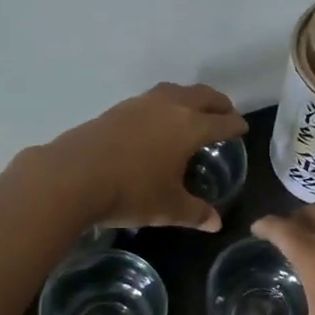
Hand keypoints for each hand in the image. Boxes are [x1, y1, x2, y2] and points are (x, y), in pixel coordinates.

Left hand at [45, 83, 247, 231]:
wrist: (73, 176)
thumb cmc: (130, 192)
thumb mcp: (168, 208)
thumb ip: (195, 212)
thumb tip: (216, 223)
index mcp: (190, 127)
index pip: (222, 122)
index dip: (235, 125)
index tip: (242, 129)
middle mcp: (169, 107)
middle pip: (202, 96)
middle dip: (217, 103)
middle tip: (225, 112)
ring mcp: (140, 104)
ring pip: (175, 91)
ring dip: (190, 97)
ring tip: (192, 110)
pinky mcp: (117, 109)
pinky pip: (151, 99)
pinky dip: (164, 104)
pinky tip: (156, 121)